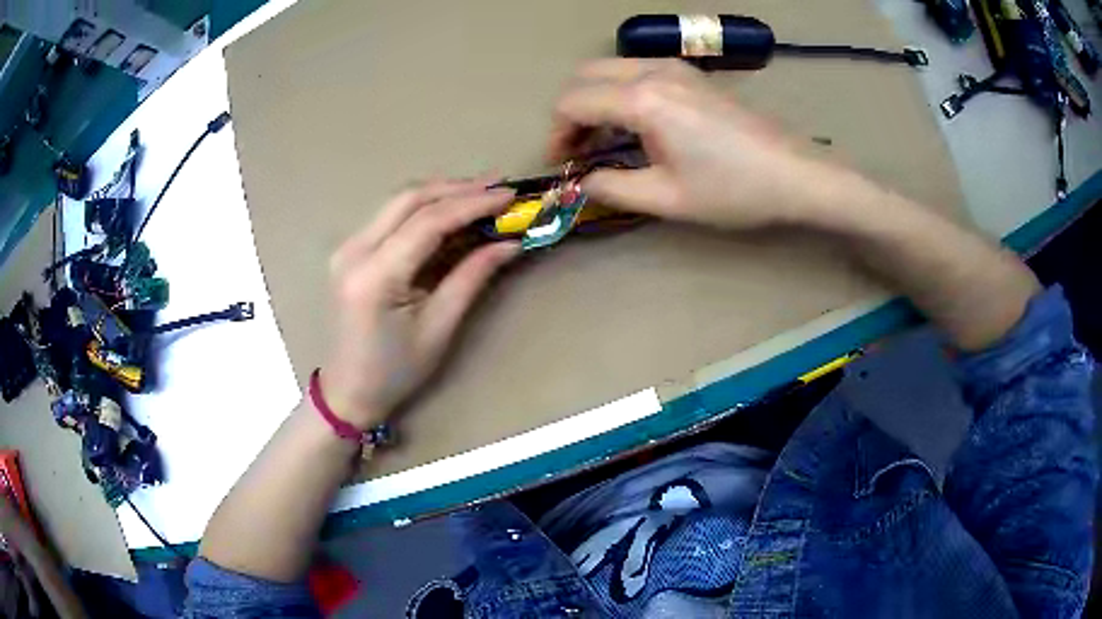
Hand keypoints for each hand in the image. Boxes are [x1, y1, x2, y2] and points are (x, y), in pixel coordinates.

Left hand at [320, 179, 518, 428]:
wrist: (348, 390)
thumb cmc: (395, 372)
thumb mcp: (439, 328)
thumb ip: (472, 277)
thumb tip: (510, 243)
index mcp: (375, 276)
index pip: (428, 222)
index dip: (472, 204)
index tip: (509, 196)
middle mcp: (354, 251)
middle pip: (409, 199)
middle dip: (457, 188)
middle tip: (498, 188)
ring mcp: (347, 248)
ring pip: (399, 202)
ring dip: (440, 194)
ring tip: (481, 195)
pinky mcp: (350, 251)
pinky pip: (390, 217)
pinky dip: (423, 209)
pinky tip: (449, 211)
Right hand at [549, 59, 838, 228]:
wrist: (794, 173)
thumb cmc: (733, 189)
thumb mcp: (667, 198)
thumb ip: (613, 187)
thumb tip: (583, 181)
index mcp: (641, 100)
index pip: (573, 102)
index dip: (557, 134)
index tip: (561, 164)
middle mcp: (652, 71)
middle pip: (585, 75)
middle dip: (571, 110)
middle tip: (578, 148)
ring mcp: (675, 68)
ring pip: (611, 68)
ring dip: (596, 98)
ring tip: (604, 138)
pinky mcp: (692, 74)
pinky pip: (637, 70)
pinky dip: (621, 91)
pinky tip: (636, 123)